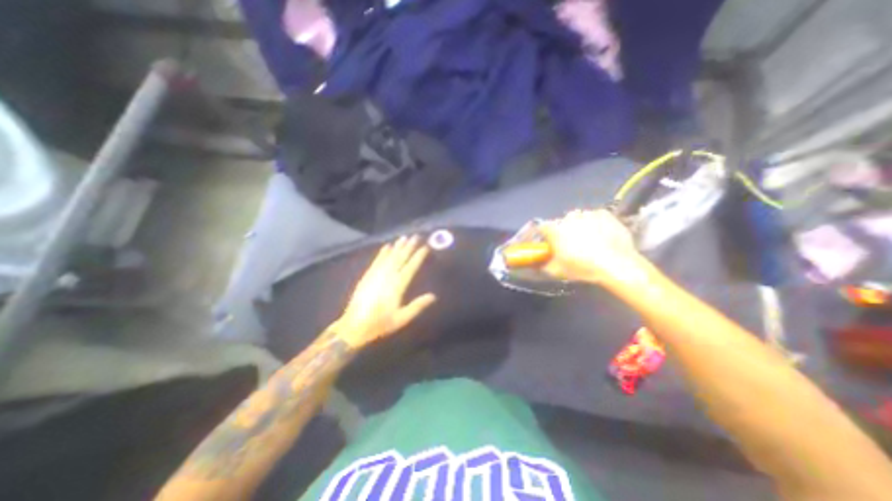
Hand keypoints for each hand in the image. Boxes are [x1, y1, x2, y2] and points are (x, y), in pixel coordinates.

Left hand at [333, 235, 436, 348]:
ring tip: (404, 237)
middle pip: (400, 258)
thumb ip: (417, 306)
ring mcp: (376, 275)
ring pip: (389, 257)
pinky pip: (377, 261)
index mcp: (397, 286)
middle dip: (409, 247)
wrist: (354, 326)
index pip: (410, 267)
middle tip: (416, 236)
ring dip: (397, 247)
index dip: (418, 256)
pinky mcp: (367, 276)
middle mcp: (387, 277)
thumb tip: (433, 296)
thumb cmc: (380, 324)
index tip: (425, 247)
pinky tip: (387, 246)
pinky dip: (382, 253)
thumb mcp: (402, 318)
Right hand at [535, 208, 641, 285]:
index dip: (545, 235)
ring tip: (588, 240)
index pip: (542, 227)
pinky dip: (595, 223)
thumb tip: (538, 264)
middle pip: (561, 222)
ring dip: (579, 226)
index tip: (549, 243)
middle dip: (564, 231)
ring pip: (579, 218)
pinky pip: (595, 216)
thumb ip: (544, 265)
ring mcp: (587, 214)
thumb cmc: (582, 267)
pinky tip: (601, 235)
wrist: (616, 264)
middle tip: (571, 244)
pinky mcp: (604, 213)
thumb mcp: (558, 271)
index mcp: (554, 230)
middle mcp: (568, 218)